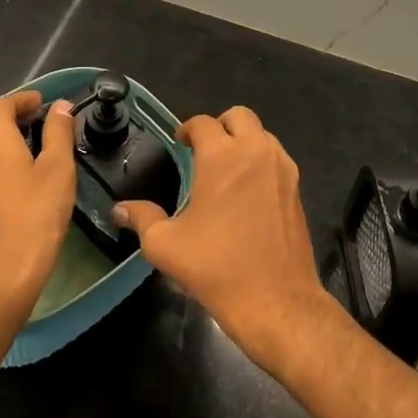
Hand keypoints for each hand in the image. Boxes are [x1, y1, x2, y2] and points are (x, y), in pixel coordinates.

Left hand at [0, 90, 76, 319]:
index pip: (2, 104)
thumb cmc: (36, 214)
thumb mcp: (58, 168)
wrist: (4, 270)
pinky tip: (17, 170)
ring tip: (31, 141)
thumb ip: (58, 132)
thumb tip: (60, 106)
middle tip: (40, 118)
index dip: (24, 99)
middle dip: (12, 114)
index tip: (44, 103)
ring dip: (3, 134)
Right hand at [113, 106, 337, 369]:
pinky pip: (277, 157)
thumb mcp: (166, 246)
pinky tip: (248, 191)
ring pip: (262, 134)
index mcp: (222, 156)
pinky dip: (261, 160)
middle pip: (239, 116)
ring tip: (226, 170)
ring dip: (243, 141)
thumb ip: (142, 219)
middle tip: (204, 151)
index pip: (202, 123)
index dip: (187, 129)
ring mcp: (282, 168)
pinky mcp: (297, 187)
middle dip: (219, 126)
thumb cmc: (216, 268)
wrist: (276, 301)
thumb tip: (120, 209)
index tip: (179, 144)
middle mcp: (255, 151)